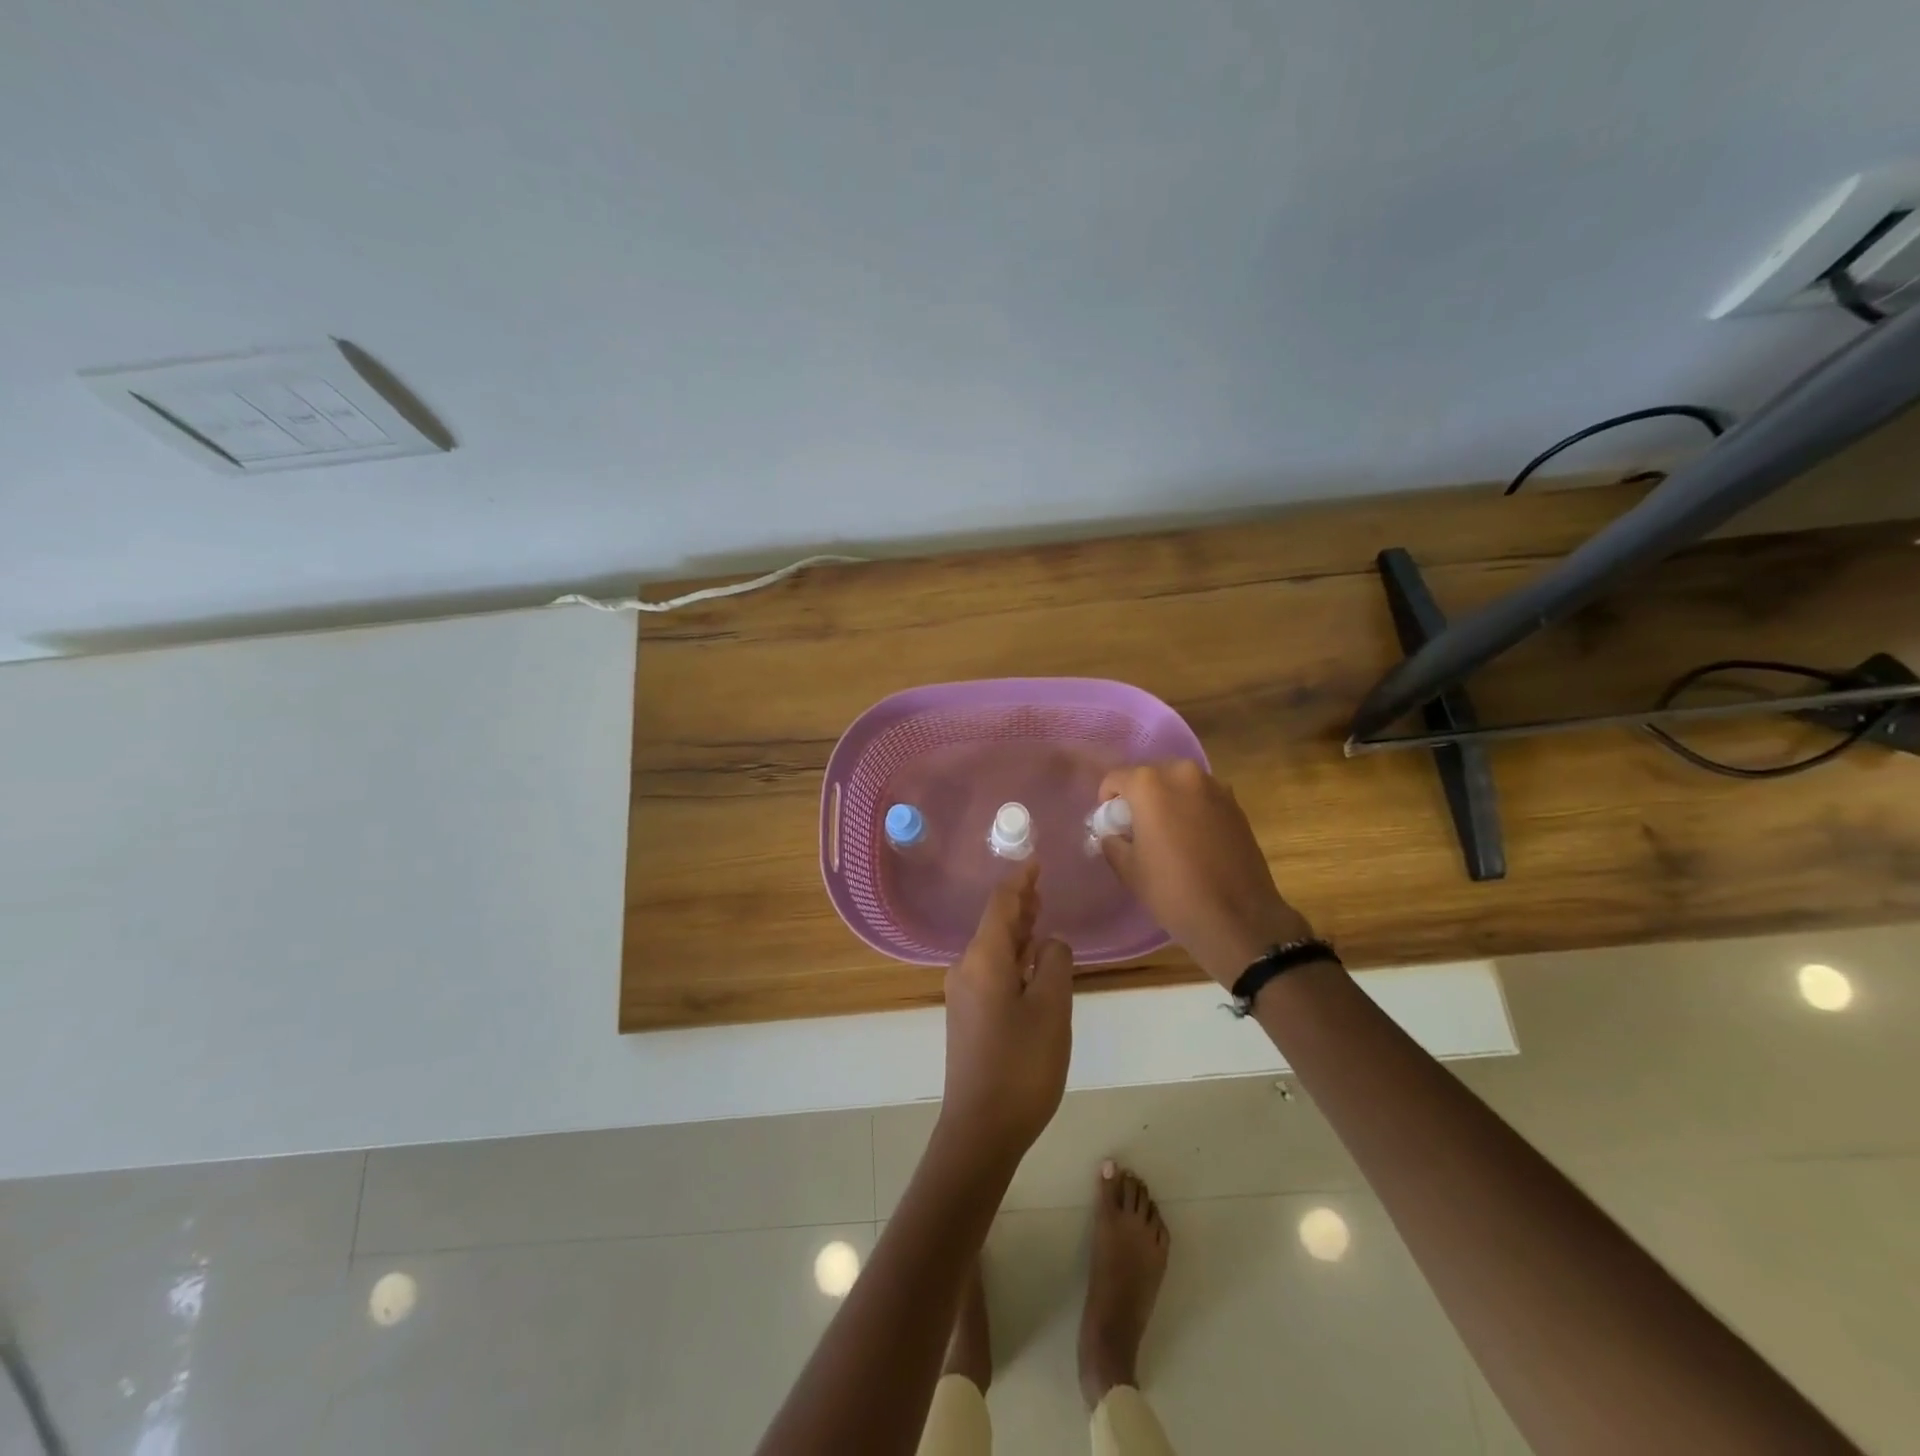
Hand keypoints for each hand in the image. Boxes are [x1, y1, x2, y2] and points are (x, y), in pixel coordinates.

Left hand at [938, 863, 1073, 1171]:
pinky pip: (990, 970)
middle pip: (993, 924)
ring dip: (1016, 931)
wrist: (980, 1129)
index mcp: (983, 959)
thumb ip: (1054, 963)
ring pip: (992, 948)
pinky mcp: (967, 1016)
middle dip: (1018, 904)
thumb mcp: (1051, 1008)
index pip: (1001, 904)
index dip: (1020, 881)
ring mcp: (963, 994)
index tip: (1037, 863)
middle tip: (1042, 887)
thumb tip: (1049, 943)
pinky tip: (1028, 963)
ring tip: (1039, 917)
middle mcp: (966, 968)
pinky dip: (1011, 957)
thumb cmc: (1021, 1065)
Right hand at [1098, 759, 1313, 987]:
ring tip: (1168, 833)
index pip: (1116, 777)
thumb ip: (1113, 841)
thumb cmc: (1173, 891)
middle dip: (1139, 796)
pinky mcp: (1236, 804)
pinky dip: (1192, 809)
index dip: (1107, 799)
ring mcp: (1215, 787)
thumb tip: (1114, 834)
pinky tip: (1193, 839)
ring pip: (1179, 784)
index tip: (1110, 822)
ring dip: (1168, 800)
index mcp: (1150, 785)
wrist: (1238, 917)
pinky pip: (1202, 797)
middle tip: (1138, 827)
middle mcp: (1183, 774)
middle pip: (1150, 775)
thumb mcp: (1129, 870)